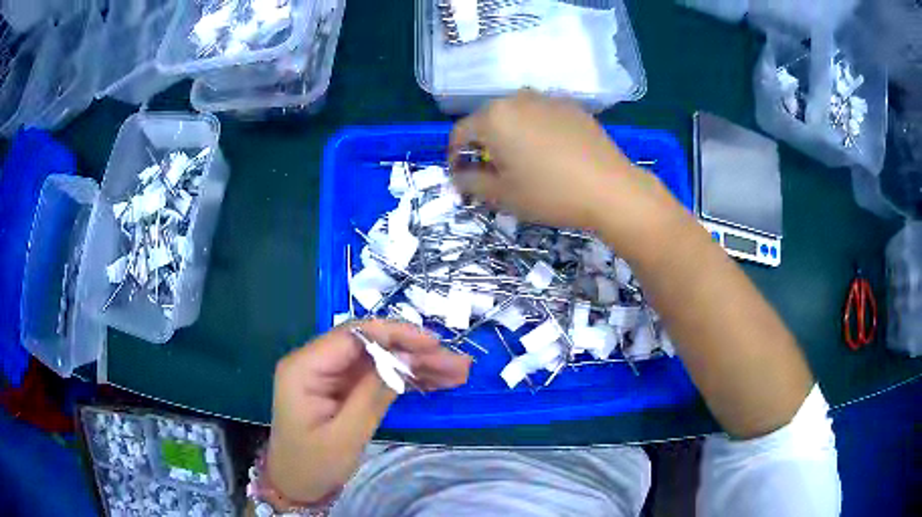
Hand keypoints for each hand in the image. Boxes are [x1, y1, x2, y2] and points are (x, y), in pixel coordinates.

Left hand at [266, 320, 470, 502]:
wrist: (297, 486)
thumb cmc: (313, 464)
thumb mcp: (345, 435)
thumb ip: (372, 394)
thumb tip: (405, 357)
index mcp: (305, 367)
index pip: (353, 336)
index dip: (395, 335)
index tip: (433, 344)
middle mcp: (317, 363)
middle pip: (371, 345)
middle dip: (414, 352)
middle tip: (456, 363)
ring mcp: (331, 376)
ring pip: (380, 360)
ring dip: (417, 366)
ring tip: (457, 373)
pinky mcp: (343, 389)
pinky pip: (378, 377)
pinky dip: (407, 380)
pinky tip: (436, 383)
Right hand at [450, 90, 663, 230]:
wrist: (611, 189)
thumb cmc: (550, 194)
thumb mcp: (502, 195)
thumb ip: (470, 183)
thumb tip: (457, 177)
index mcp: (494, 117)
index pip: (460, 132)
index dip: (455, 155)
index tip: (461, 175)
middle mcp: (517, 99)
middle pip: (488, 120)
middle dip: (484, 144)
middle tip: (493, 171)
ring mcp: (547, 99)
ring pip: (516, 115)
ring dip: (510, 134)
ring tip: (524, 160)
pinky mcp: (572, 106)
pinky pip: (542, 115)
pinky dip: (536, 130)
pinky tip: (551, 153)